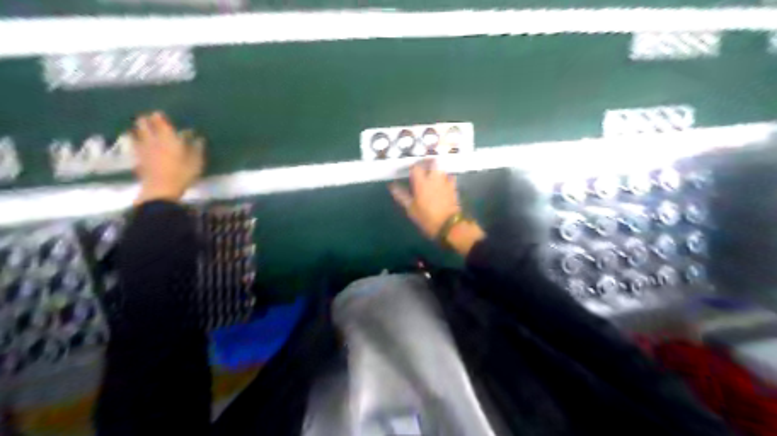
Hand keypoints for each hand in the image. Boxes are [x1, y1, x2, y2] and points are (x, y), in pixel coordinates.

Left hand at [134, 112, 203, 203]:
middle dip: (145, 121)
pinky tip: (138, 145)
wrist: (160, 190)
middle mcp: (153, 140)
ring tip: (141, 129)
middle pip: (143, 125)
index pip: (160, 122)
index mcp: (168, 138)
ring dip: (138, 130)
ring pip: (136, 134)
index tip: (159, 114)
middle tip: (148, 119)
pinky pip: (135, 147)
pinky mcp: (138, 160)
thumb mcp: (196, 162)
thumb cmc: (182, 174)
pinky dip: (136, 143)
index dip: (159, 117)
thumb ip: (197, 148)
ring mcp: (143, 150)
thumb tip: (199, 138)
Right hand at [391, 158, 483, 254]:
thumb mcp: (411, 209)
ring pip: (442, 169)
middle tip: (423, 167)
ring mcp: (446, 182)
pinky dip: (446, 178)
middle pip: (433, 162)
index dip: (412, 167)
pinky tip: (443, 183)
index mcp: (421, 182)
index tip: (409, 171)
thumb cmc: (426, 218)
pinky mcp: (454, 188)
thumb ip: (401, 196)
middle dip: (427, 162)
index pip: (416, 167)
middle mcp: (434, 178)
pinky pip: (450, 178)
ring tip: (432, 176)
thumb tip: (392, 186)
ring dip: (437, 170)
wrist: (449, 225)